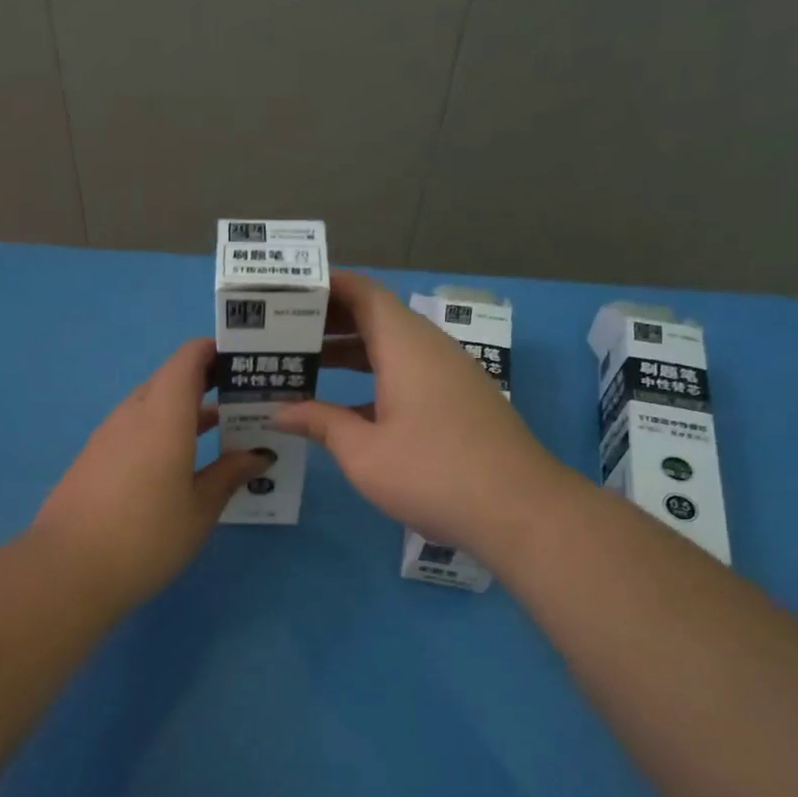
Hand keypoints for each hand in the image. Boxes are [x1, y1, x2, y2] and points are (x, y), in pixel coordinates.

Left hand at [30, 338, 271, 609]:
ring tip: (219, 430)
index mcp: (163, 416)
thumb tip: (257, 454)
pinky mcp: (92, 459)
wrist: (67, 571)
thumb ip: (229, 474)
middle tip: (241, 400)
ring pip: (150, 406)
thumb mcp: (199, 509)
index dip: (214, 352)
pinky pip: (133, 429)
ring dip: (182, 410)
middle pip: (168, 380)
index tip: (242, 363)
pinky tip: (178, 464)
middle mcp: (132, 415)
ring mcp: (106, 437)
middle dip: (204, 383)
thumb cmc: (147, 537)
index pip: (187, 360)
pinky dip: (160, 432)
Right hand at [270, 270, 565, 555]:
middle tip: (281, 332)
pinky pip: (408, 374)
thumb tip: (279, 412)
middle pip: (376, 318)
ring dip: (350, 352)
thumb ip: (321, 424)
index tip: (288, 290)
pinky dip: (374, 379)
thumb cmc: (433, 473)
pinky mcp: (460, 403)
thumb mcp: (364, 453)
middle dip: (329, 321)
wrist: (518, 510)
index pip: (363, 294)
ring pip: (392, 349)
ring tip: (304, 365)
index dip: (326, 286)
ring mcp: (450, 376)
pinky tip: (346, 408)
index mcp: (406, 346)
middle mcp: (430, 349)